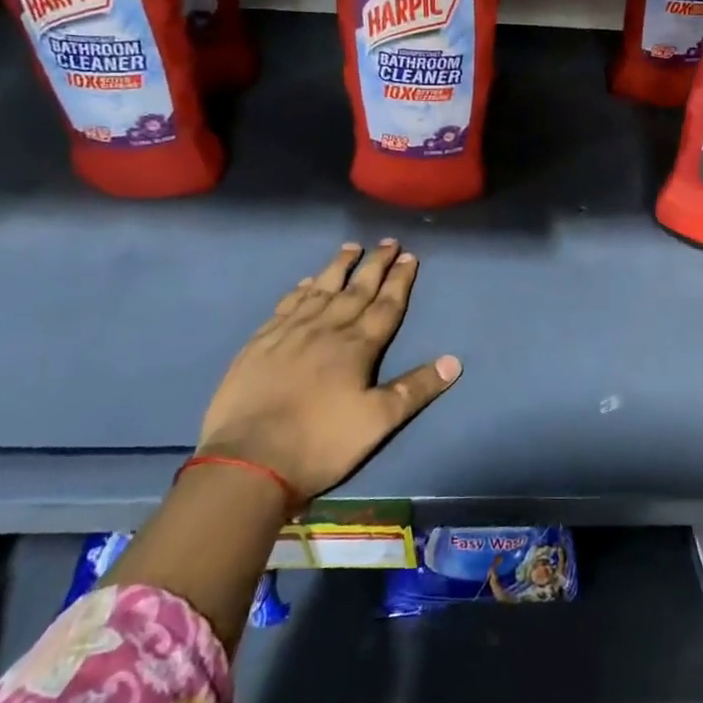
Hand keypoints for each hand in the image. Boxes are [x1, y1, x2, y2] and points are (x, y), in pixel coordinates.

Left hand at [195, 240, 459, 500]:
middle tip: (388, 242)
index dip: (400, 281)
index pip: (386, 305)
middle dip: (375, 265)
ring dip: (338, 267)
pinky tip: (306, 282)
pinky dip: (299, 290)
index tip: (410, 257)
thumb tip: (454, 361)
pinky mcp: (260, 343)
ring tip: (351, 248)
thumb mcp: (378, 423)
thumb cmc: (320, 443)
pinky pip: (286, 305)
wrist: (248, 461)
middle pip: (356, 290)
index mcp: (357, 347)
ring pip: (320, 290)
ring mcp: (290, 333)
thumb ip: (415, 389)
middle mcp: (326, 329)